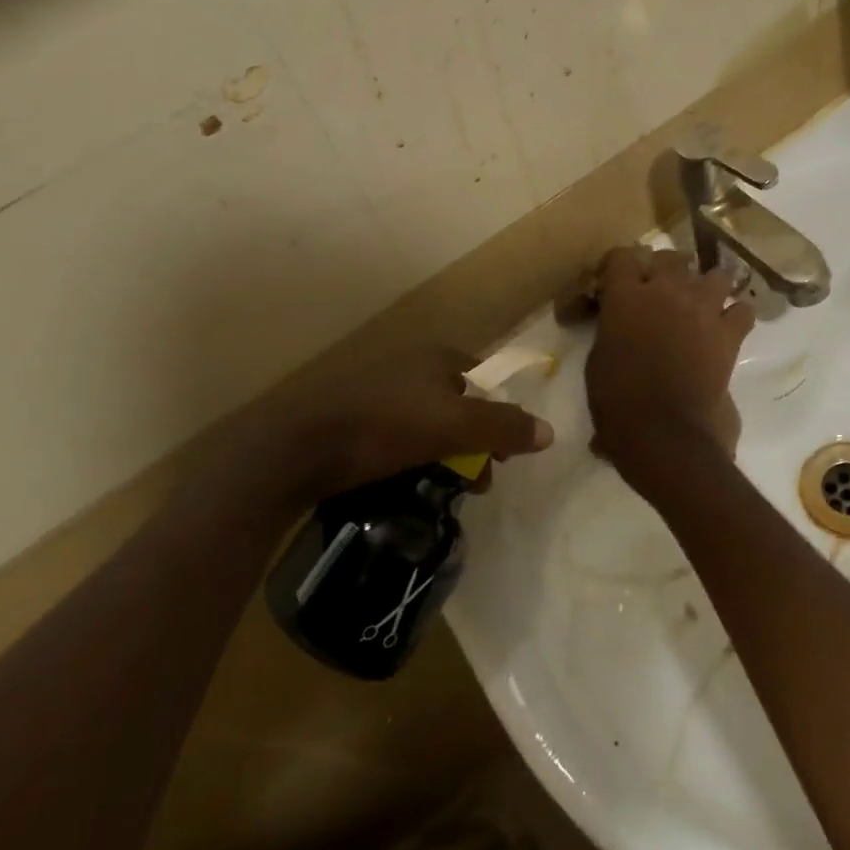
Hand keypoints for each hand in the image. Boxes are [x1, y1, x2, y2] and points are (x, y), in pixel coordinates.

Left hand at [294, 347, 553, 493]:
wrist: (300, 445)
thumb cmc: (386, 425)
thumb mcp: (455, 426)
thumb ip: (504, 427)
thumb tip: (550, 432)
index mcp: (437, 358)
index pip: (486, 381)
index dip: (500, 417)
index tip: (502, 457)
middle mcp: (410, 365)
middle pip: (459, 405)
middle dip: (473, 444)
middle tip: (474, 483)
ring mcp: (378, 389)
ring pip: (427, 423)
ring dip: (443, 455)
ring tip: (443, 491)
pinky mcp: (353, 416)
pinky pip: (397, 435)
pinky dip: (410, 457)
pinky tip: (406, 483)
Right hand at [585, 246, 754, 474]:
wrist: (663, 430)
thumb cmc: (618, 400)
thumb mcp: (598, 361)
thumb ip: (610, 332)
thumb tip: (618, 336)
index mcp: (625, 296)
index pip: (622, 256)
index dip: (620, 265)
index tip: (616, 280)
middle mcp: (666, 290)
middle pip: (671, 258)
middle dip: (665, 270)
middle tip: (659, 292)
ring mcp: (702, 307)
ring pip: (714, 275)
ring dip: (706, 287)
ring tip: (699, 305)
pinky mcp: (728, 333)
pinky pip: (743, 310)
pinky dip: (736, 316)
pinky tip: (726, 328)